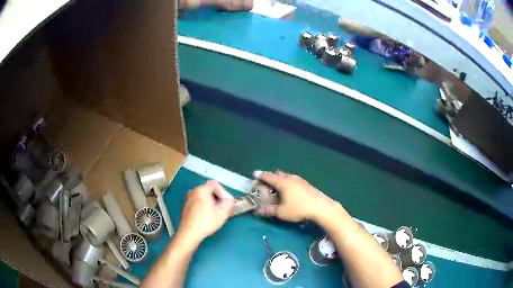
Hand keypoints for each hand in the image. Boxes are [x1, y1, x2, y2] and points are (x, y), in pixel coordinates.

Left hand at [177, 180, 234, 243]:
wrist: (189, 233)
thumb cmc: (206, 222)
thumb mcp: (222, 213)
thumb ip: (228, 203)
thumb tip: (229, 199)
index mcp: (201, 190)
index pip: (215, 184)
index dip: (223, 192)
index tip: (226, 203)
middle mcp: (193, 191)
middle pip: (209, 190)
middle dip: (218, 198)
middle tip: (223, 208)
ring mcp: (188, 199)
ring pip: (204, 196)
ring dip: (212, 202)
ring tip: (216, 213)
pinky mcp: (187, 207)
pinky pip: (198, 202)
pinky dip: (205, 206)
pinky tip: (207, 216)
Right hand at [254, 171, 339, 221]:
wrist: (320, 207)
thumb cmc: (299, 208)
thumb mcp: (282, 212)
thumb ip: (270, 210)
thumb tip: (259, 210)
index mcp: (282, 183)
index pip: (269, 176)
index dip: (261, 175)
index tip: (254, 174)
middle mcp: (290, 178)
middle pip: (278, 174)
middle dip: (271, 176)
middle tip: (266, 181)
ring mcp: (300, 180)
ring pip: (287, 176)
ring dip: (281, 179)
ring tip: (278, 185)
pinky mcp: (307, 184)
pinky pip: (294, 180)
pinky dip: (288, 182)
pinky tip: (291, 189)